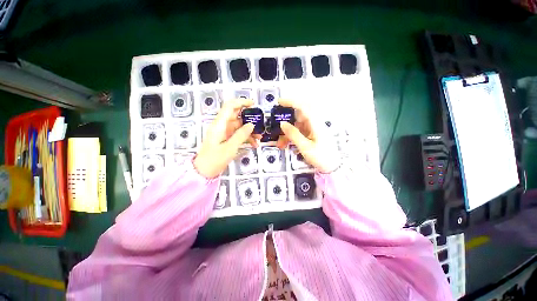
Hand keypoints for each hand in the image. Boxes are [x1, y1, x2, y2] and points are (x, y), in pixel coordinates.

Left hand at [194, 99, 257, 177]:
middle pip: (237, 116)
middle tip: (260, 124)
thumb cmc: (215, 159)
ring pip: (240, 126)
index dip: (241, 102)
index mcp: (219, 124)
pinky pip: (238, 134)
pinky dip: (246, 138)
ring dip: (250, 131)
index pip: (230, 107)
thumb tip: (251, 124)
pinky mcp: (227, 139)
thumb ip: (241, 135)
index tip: (253, 104)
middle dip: (249, 119)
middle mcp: (222, 126)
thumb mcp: (230, 147)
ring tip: (259, 138)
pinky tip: (254, 144)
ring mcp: (225, 133)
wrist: (205, 171)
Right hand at [276, 99, 339, 172]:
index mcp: (315, 124)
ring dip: (287, 132)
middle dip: (286, 120)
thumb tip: (282, 123)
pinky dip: (291, 136)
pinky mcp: (311, 134)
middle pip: (298, 115)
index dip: (291, 102)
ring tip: (281, 144)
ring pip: (297, 125)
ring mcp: (313, 129)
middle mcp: (314, 123)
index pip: (303, 107)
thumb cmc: (321, 157)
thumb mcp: (305, 147)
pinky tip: (286, 144)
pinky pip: (299, 131)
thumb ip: (293, 134)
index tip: (279, 102)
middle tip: (276, 125)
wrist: (332, 166)